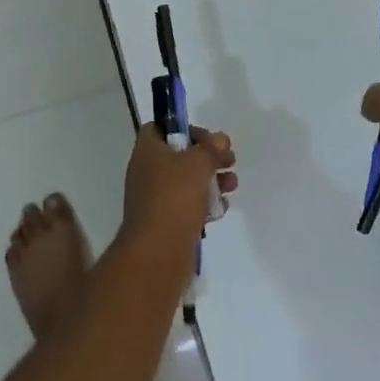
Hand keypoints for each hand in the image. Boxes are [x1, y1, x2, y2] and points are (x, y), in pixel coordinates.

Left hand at [121, 125, 237, 255]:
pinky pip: (187, 206)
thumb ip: (211, 148)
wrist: (158, 253)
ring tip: (232, 185)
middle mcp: (147, 172)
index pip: (160, 128)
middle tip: (229, 161)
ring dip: (211, 180)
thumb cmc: (175, 196)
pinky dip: (205, 204)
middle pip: (179, 155)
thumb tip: (220, 139)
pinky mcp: (165, 223)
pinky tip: (222, 209)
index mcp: (147, 151)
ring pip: (186, 181)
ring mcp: (155, 199)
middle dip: (207, 156)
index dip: (183, 127)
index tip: (207, 138)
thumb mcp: (198, 163)